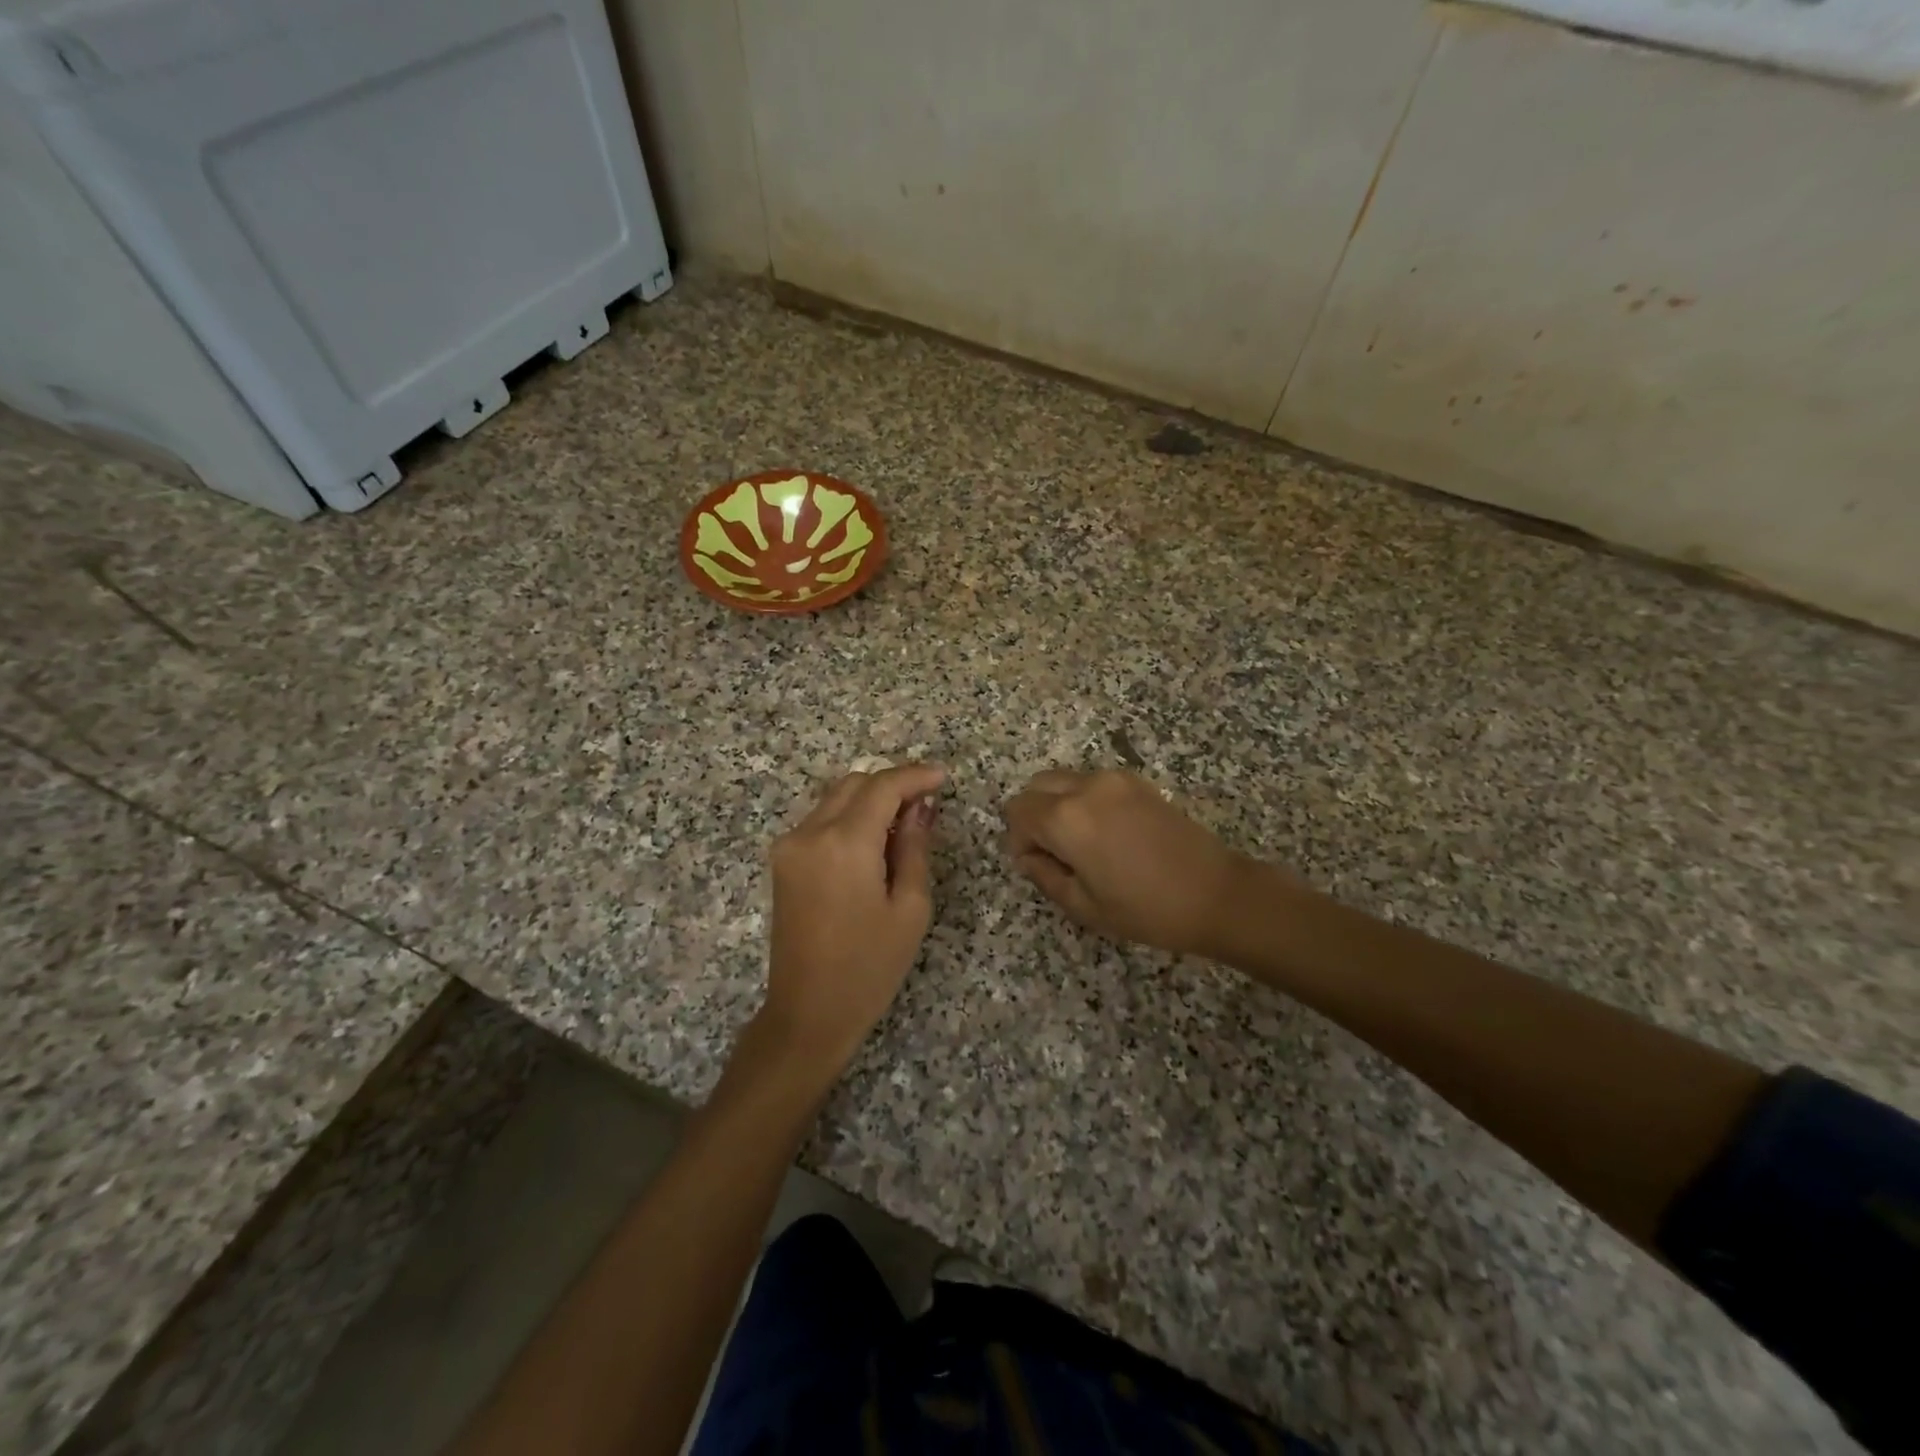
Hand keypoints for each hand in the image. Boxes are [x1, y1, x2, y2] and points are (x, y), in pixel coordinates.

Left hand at [761, 763, 946, 1070]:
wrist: (808, 1012)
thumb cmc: (869, 967)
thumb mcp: (910, 908)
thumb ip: (915, 847)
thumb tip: (919, 808)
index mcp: (844, 843)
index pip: (883, 786)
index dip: (915, 776)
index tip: (943, 778)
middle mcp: (809, 833)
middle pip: (855, 784)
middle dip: (892, 785)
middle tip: (926, 805)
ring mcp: (790, 846)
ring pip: (835, 798)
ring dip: (870, 800)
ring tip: (903, 826)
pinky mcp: (783, 861)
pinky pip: (820, 821)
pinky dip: (849, 818)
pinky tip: (873, 843)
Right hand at [1003, 768, 1251, 957]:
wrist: (1217, 894)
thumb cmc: (1147, 909)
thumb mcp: (1084, 906)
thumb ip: (1044, 875)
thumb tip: (1029, 856)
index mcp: (1067, 818)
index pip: (1018, 812)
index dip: (1019, 840)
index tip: (1037, 866)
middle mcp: (1086, 787)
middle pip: (1036, 787)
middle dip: (1034, 817)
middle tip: (1055, 855)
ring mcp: (1114, 779)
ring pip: (1063, 781)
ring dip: (1059, 806)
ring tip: (1083, 846)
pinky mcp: (1137, 781)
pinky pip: (1092, 782)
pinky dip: (1084, 801)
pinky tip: (1108, 834)